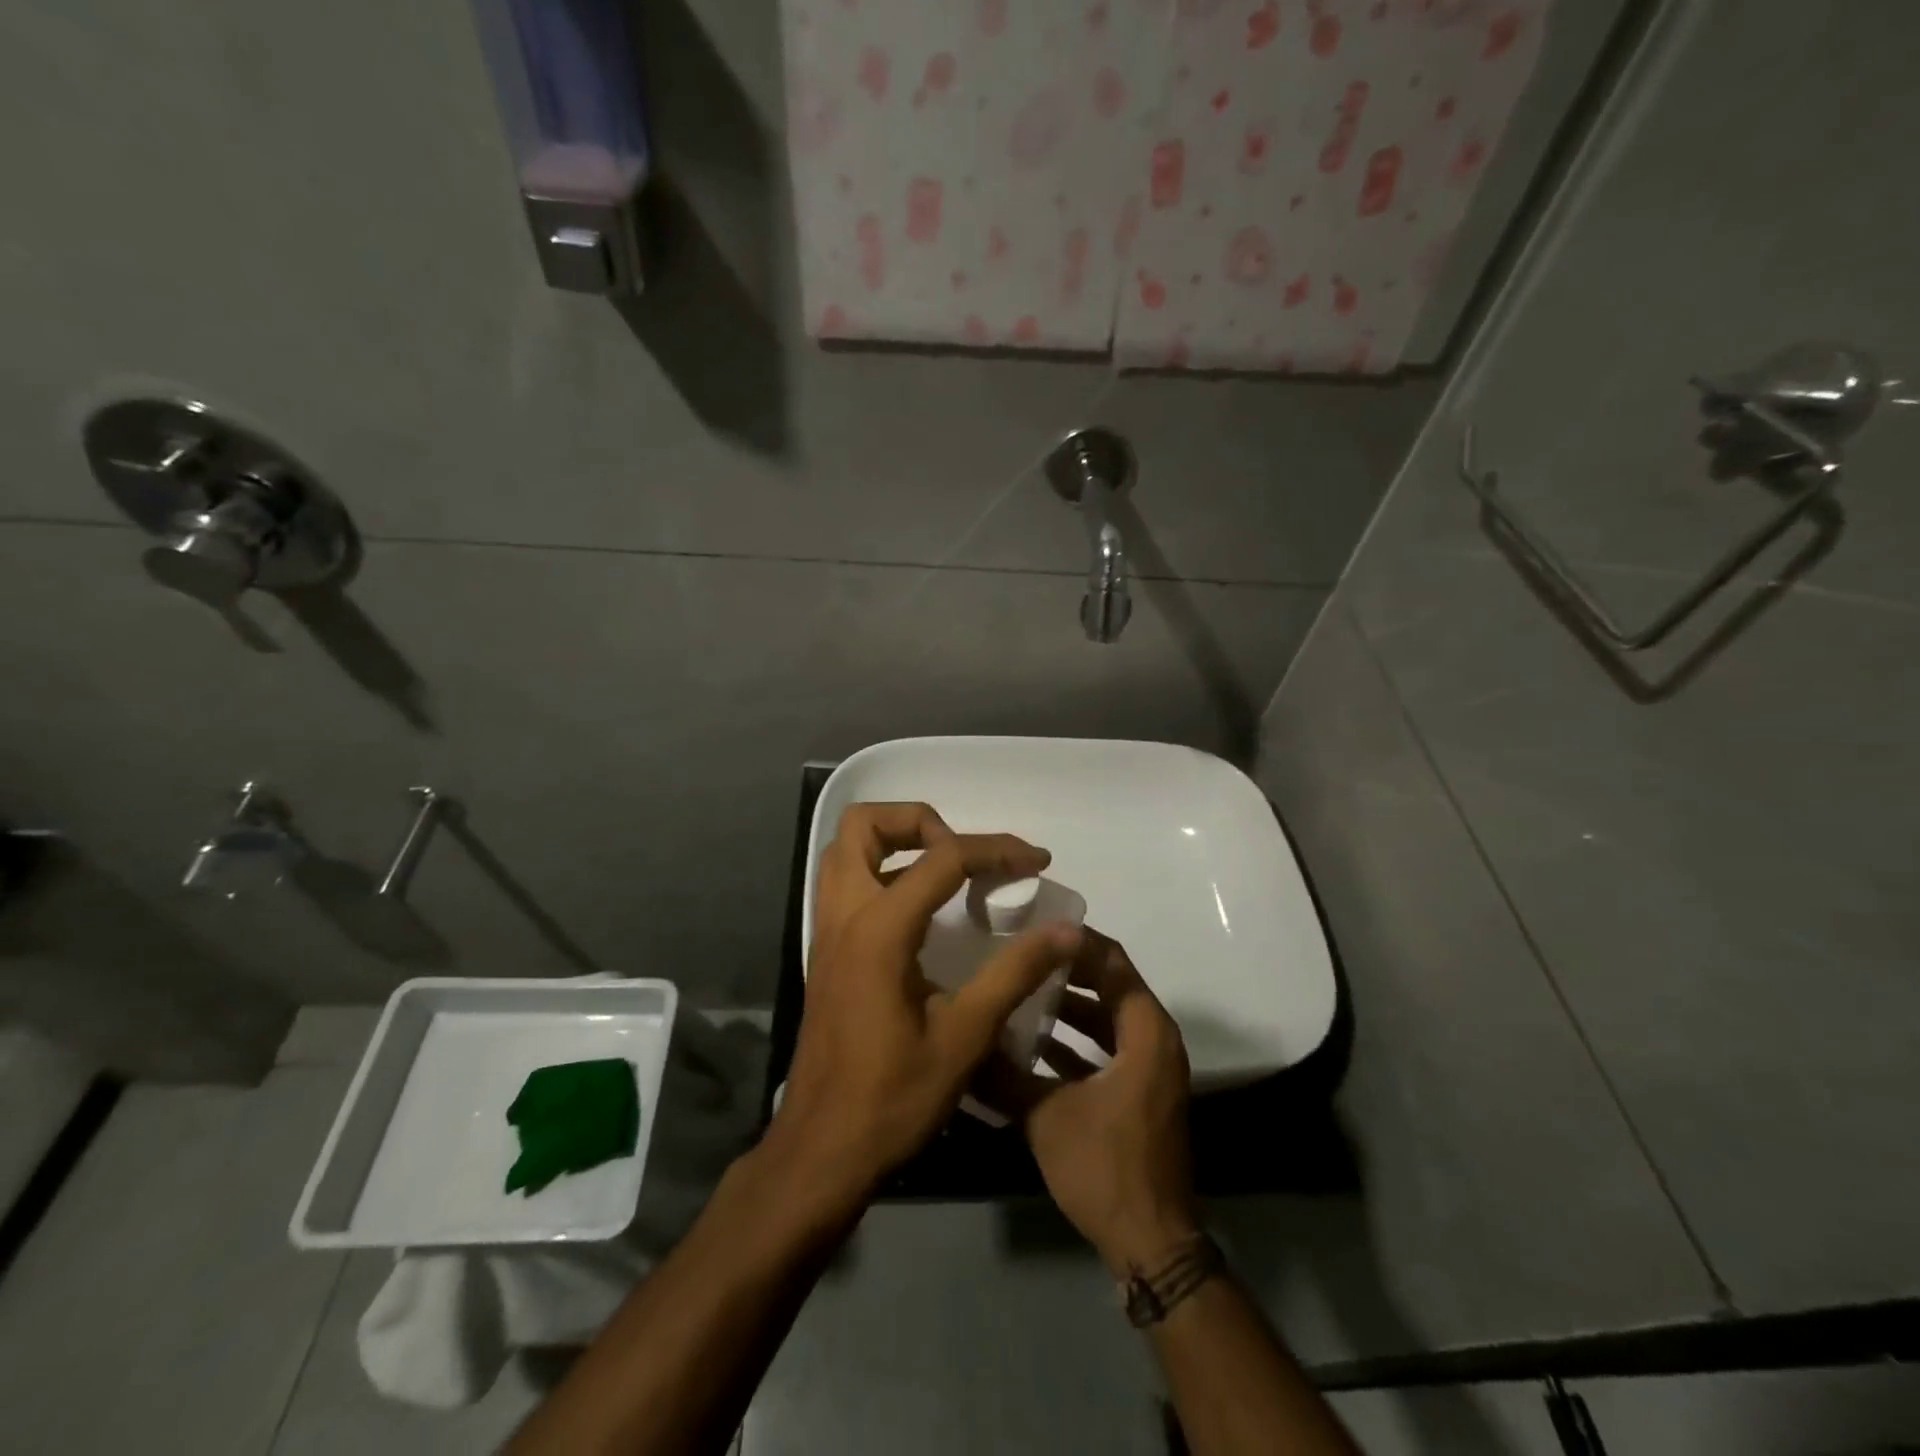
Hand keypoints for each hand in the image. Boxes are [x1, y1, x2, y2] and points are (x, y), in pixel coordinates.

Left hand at [767, 802, 1082, 1206]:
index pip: (942, 858)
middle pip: (863, 826)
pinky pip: (847, 883)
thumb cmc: (894, 1097)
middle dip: (920, 822)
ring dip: (895, 843)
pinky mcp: (827, 952)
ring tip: (947, 872)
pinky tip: (924, 912)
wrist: (822, 1150)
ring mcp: (827, 932)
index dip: (996, 851)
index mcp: (879, 929)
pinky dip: (883, 872)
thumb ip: (1015, 973)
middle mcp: (844, 915)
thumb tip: (1066, 930)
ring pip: (846, 850)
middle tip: (964, 856)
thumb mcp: (966, 1036)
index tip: (1037, 862)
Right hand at [999, 931, 1199, 1275]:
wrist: (1151, 1242)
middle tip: (1020, 954)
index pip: (1112, 961)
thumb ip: (1003, 1075)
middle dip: (1065, 969)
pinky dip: (1075, 1040)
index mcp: (1146, 1031)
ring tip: (1018, 991)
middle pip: (1109, 984)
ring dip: (1067, 1005)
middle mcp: (1154, 1039)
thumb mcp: (1046, 1117)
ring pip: (1106, 1017)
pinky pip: (1106, 1047)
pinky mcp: (1139, 1091)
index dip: (1074, 940)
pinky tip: (1031, 1042)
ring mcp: (1149, 1067)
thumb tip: (961, 1043)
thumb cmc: (1106, 1167)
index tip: (1032, 927)